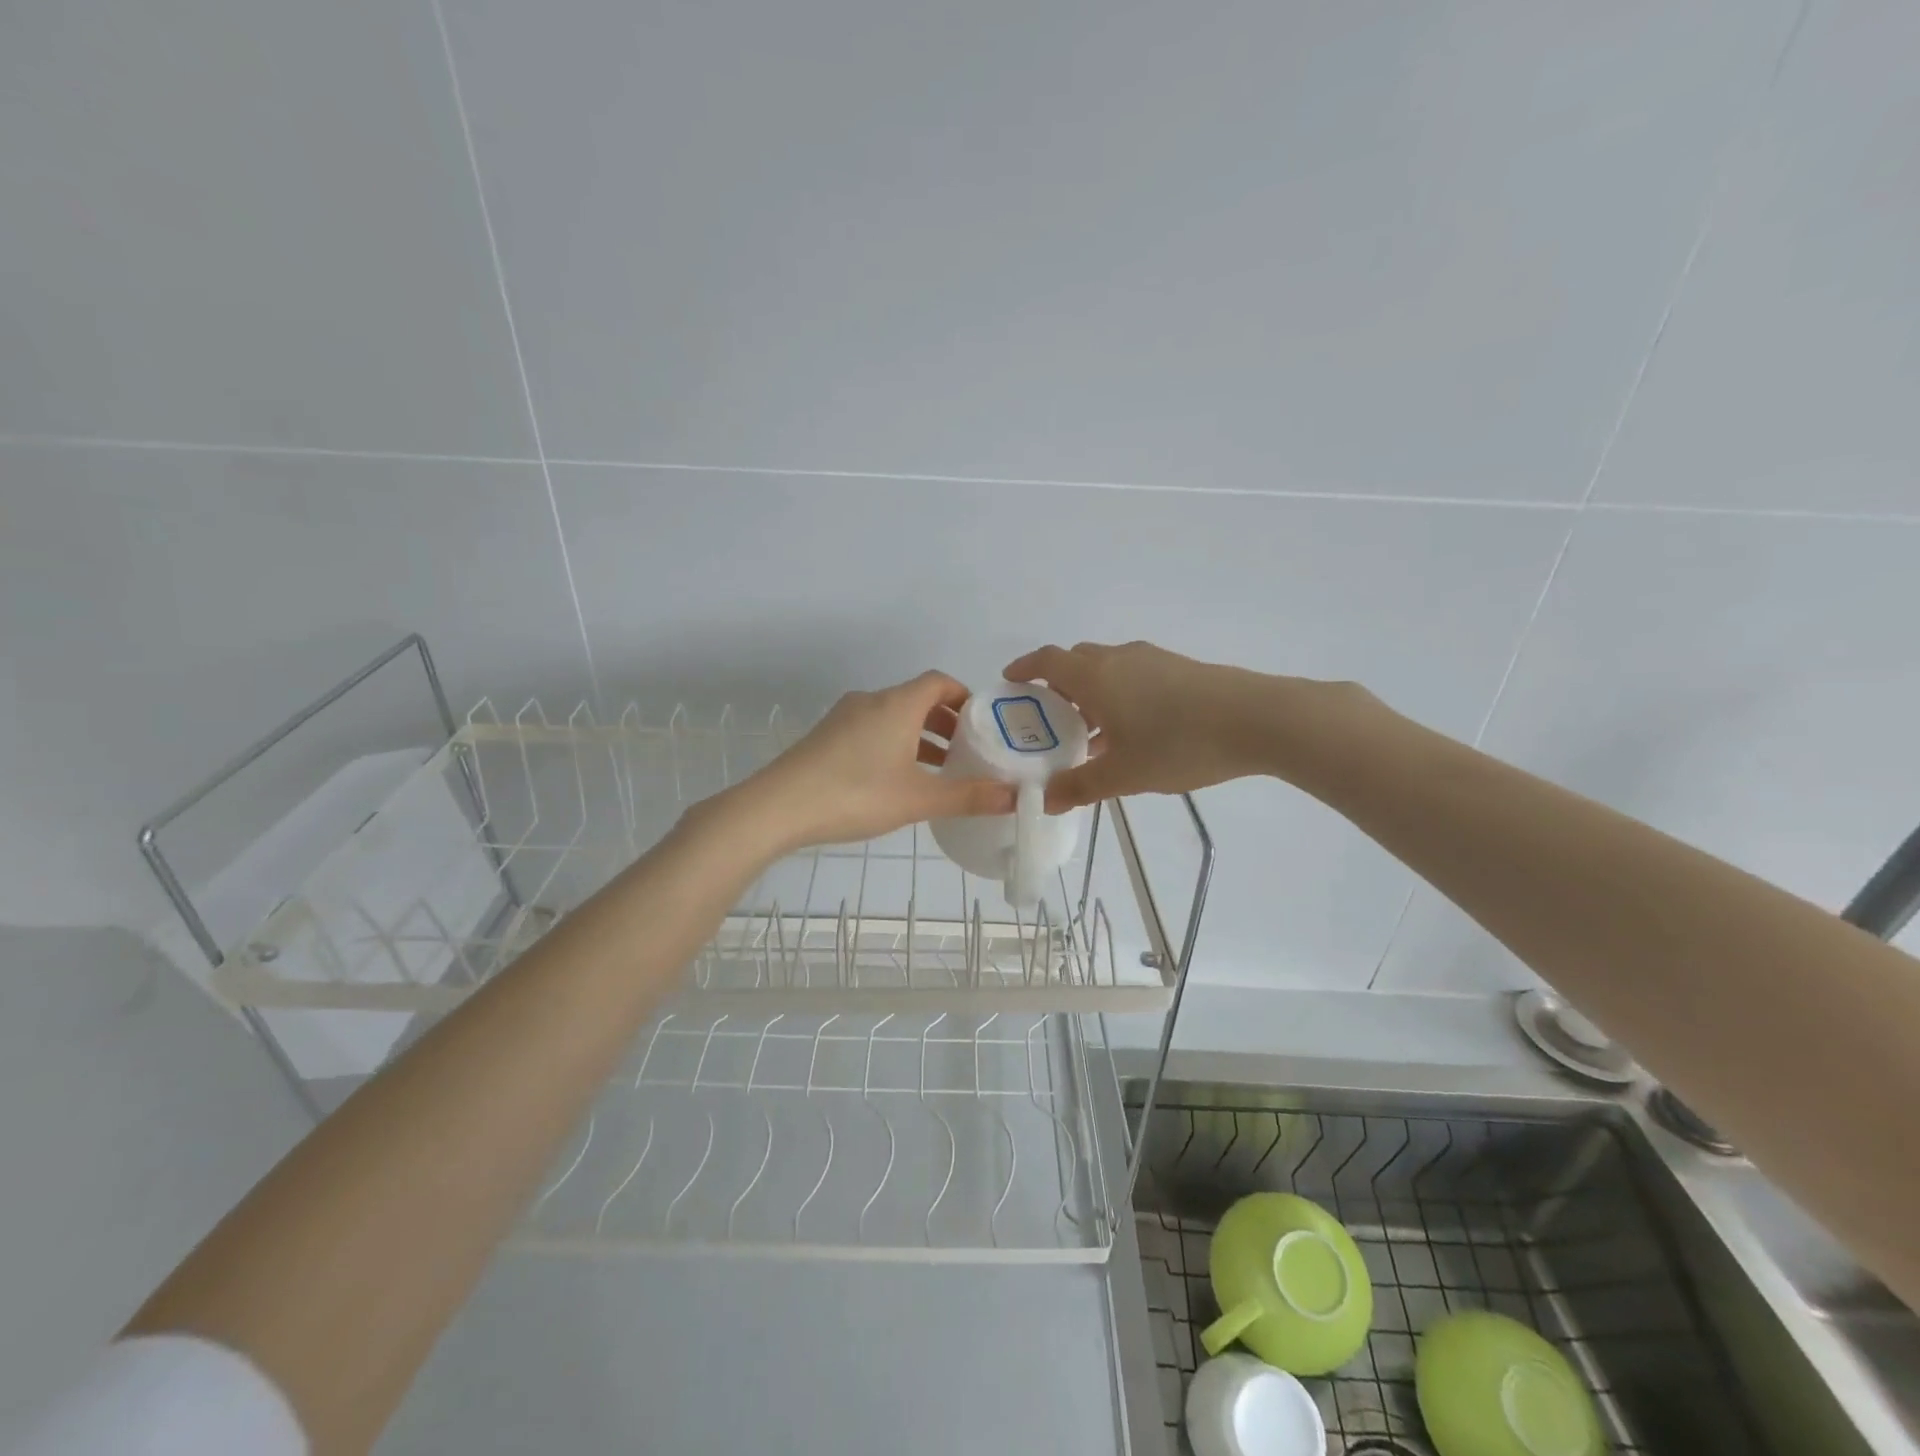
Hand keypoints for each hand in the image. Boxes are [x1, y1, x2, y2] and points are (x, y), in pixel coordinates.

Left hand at [720, 671, 1016, 854]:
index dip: (964, 697)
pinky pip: (872, 729)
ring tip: (940, 769)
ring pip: (893, 716)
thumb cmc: (855, 794)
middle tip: (968, 751)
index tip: (982, 724)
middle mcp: (871, 701)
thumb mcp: (918, 799)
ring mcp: (844, 717)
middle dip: (946, 721)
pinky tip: (898, 780)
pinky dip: (894, 743)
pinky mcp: (826, 736)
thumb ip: (967, 796)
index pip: (939, 682)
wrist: (777, 807)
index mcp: (897, 704)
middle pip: (917, 698)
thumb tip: (1014, 797)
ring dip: (919, 736)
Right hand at [1003, 641, 1283, 810]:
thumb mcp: (1124, 774)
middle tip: (1049, 720)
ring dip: (1090, 694)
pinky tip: (1133, 732)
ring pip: (1107, 670)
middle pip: (1076, 662)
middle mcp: (1118, 659)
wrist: (1257, 719)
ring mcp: (1152, 660)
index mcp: (1095, 676)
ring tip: (1090, 734)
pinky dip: (1119, 696)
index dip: (1024, 668)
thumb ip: (1080, 786)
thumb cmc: (1178, 744)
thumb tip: (1045, 800)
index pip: (1047, 661)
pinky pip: (1133, 677)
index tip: (1010, 682)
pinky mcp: (1180, 669)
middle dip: (1057, 686)